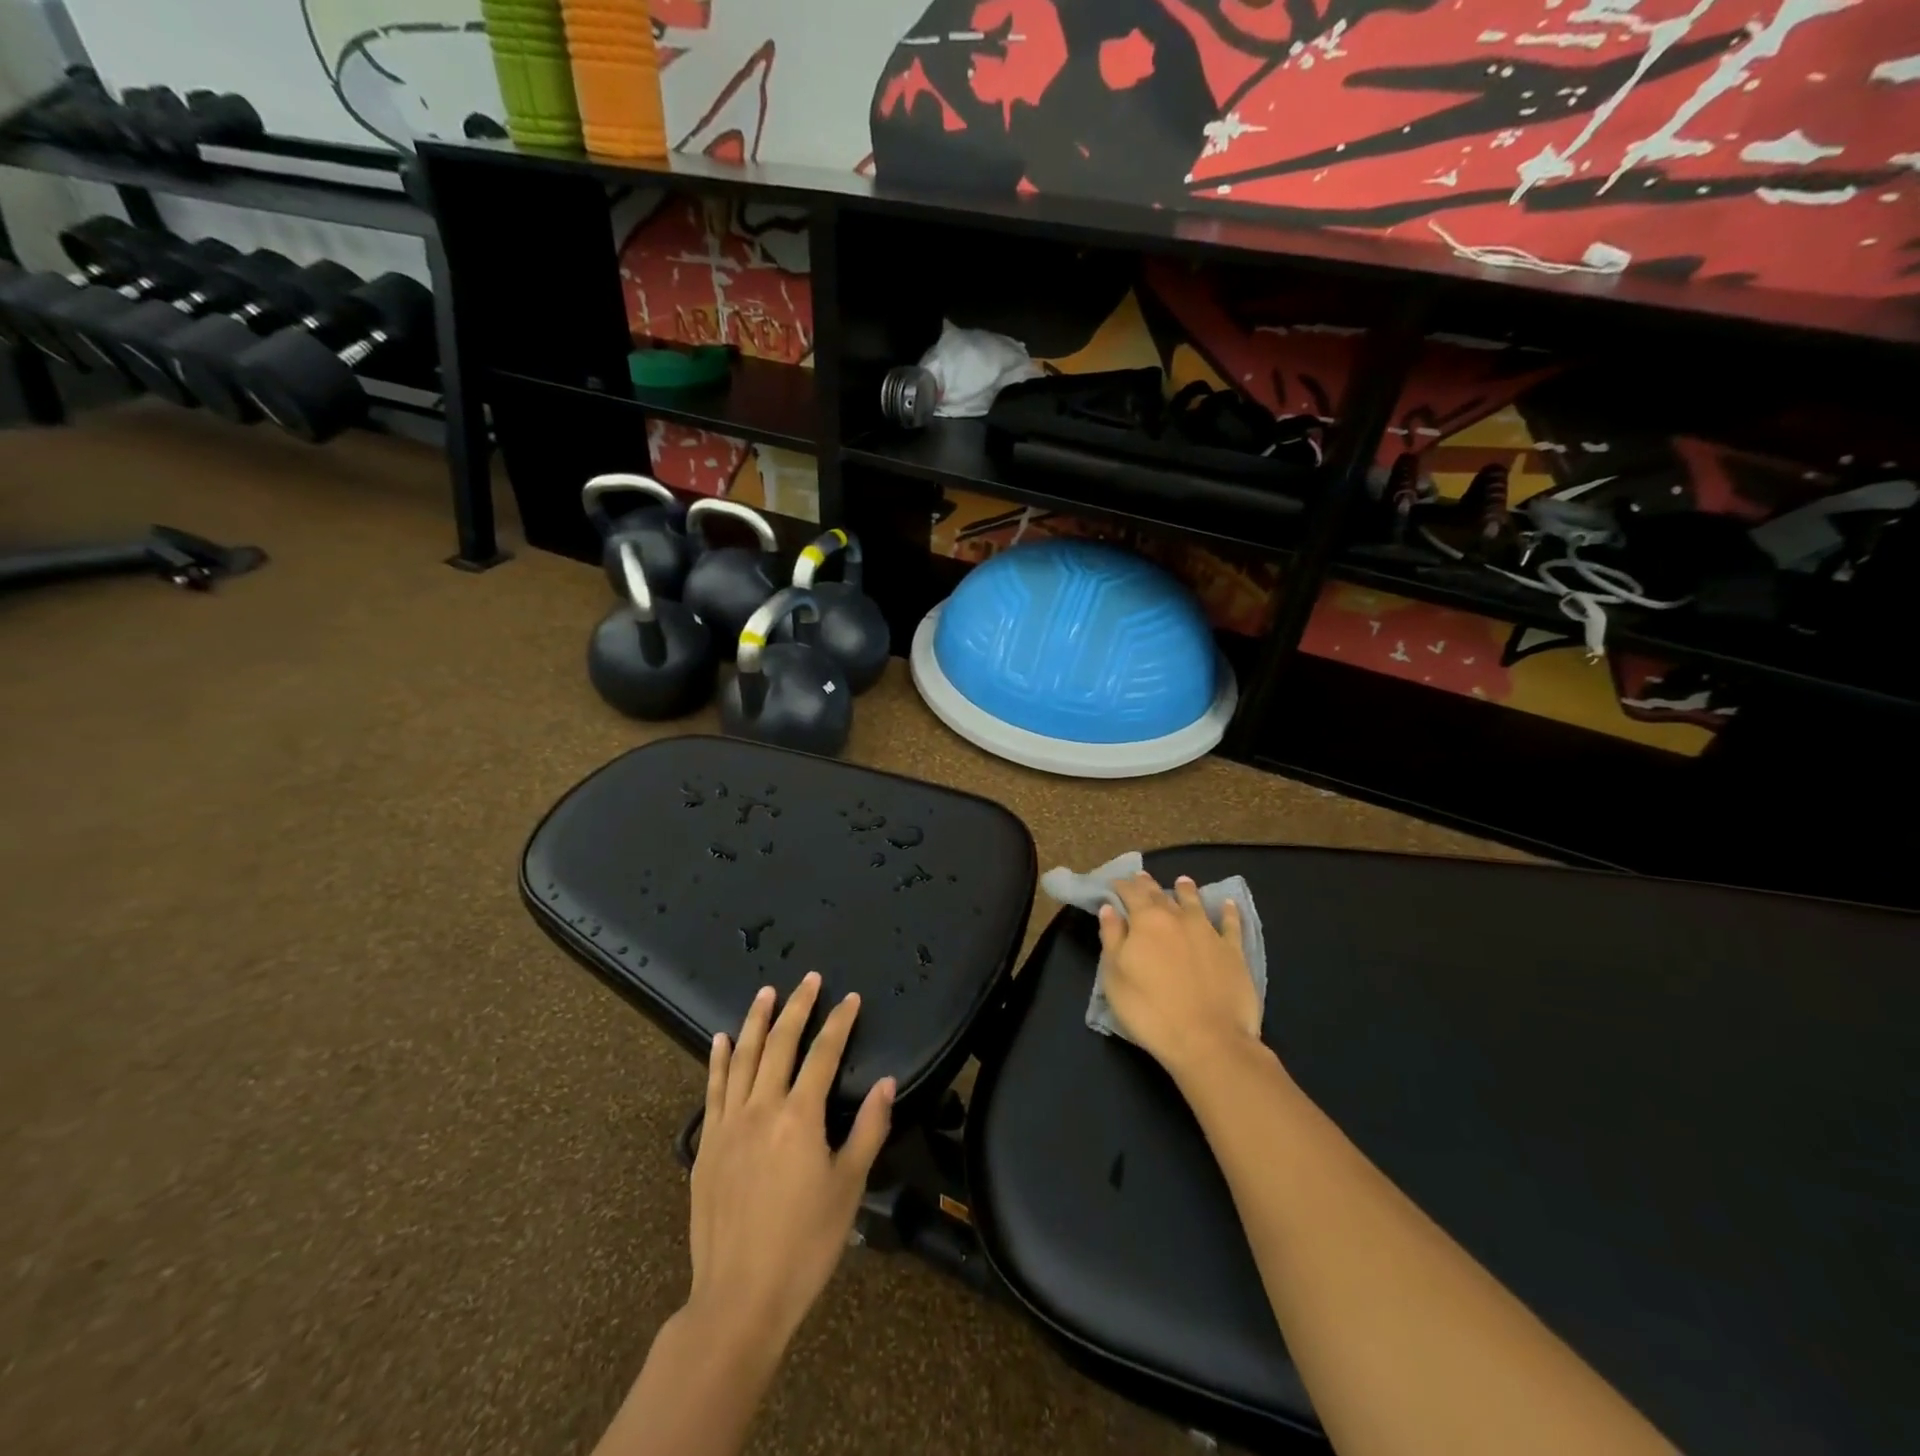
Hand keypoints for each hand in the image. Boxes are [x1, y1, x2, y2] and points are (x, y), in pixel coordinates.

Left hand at [686, 972, 894, 1363]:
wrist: (739, 1298)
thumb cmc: (805, 1244)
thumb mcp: (849, 1188)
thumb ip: (868, 1129)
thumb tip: (888, 1082)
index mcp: (800, 1116)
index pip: (823, 1054)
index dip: (839, 1022)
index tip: (850, 997)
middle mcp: (761, 1108)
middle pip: (781, 1043)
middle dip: (797, 1007)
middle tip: (808, 978)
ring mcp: (729, 1124)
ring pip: (743, 1058)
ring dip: (756, 1021)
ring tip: (766, 992)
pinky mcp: (706, 1146)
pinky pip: (712, 1090)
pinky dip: (718, 1060)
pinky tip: (721, 1040)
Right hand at [1099, 872, 1261, 1079]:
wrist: (1208, 1040)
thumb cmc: (1150, 1009)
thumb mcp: (1115, 976)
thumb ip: (1112, 938)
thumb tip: (1110, 909)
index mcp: (1146, 921)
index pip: (1130, 893)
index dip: (1121, 886)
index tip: (1114, 883)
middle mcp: (1177, 918)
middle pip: (1160, 895)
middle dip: (1148, 885)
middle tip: (1141, 877)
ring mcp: (1208, 933)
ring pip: (1195, 903)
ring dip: (1186, 890)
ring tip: (1182, 881)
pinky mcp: (1233, 952)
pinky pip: (1231, 925)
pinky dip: (1228, 912)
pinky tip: (1228, 904)